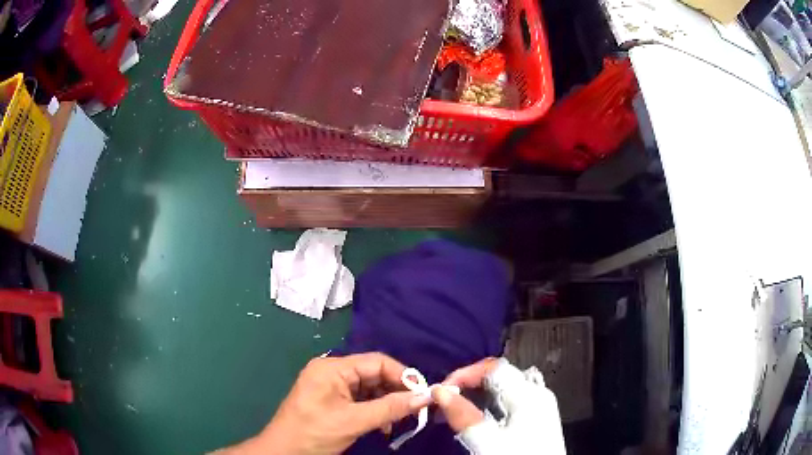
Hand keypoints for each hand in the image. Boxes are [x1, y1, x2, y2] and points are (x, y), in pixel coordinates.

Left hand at [219, 353, 430, 454]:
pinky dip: (375, 410)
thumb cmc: (315, 433)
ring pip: (369, 388)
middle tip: (416, 408)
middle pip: (373, 374)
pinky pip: (360, 399)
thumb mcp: (354, 421)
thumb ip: (389, 408)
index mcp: (332, 368)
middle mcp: (332, 371)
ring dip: (386, 403)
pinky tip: (383, 425)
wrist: (284, 452)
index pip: (376, 362)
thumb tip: (424, 397)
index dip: (403, 375)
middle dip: (395, 391)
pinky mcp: (331, 399)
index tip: (423, 393)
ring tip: (399, 420)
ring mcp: (331, 385)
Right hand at [432, 358, 565, 454]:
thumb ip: (462, 414)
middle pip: (500, 375)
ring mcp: (542, 405)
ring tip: (457, 409)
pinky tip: (481, 417)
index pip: (493, 367)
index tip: (441, 390)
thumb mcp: (485, 440)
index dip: (464, 373)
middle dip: (469, 384)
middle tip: (445, 400)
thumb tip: (440, 391)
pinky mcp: (540, 418)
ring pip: (506, 388)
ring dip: (479, 394)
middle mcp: (537, 393)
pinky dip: (492, 403)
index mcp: (528, 393)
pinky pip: (513, 400)